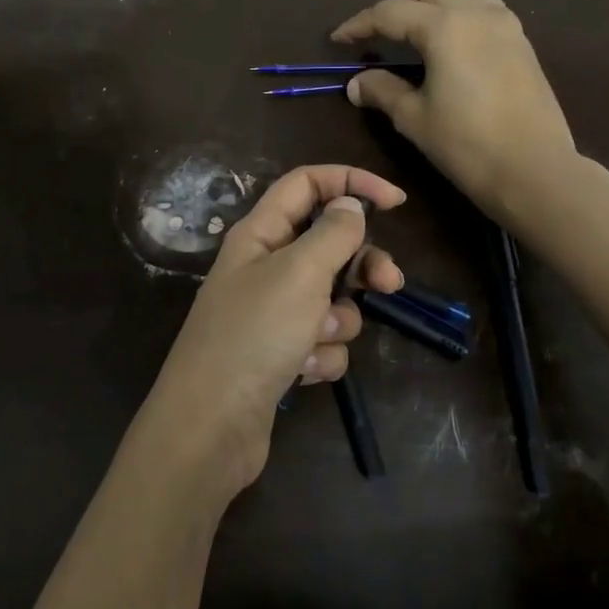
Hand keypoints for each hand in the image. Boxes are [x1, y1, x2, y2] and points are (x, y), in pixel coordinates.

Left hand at [141, 165, 405, 499]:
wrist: (212, 425)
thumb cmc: (253, 335)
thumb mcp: (299, 273)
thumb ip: (332, 234)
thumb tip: (350, 204)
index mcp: (259, 234)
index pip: (306, 184)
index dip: (350, 183)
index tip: (396, 202)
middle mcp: (264, 267)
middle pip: (327, 244)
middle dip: (361, 264)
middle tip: (390, 283)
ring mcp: (272, 313)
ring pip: (331, 299)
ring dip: (337, 320)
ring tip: (315, 339)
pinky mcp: (280, 353)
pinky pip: (321, 341)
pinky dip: (320, 355)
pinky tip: (300, 373)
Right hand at [333, 0, 576, 217]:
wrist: (534, 170)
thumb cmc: (466, 144)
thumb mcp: (414, 118)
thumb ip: (382, 91)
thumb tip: (357, 82)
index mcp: (445, 27)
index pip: (390, 13)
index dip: (360, 24)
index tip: (338, 39)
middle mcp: (477, 13)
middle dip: (395, 4)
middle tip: (374, 31)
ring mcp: (505, 24)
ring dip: (431, 0)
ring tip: (413, 27)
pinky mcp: (521, 43)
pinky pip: (485, 7)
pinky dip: (459, 11)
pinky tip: (449, 40)